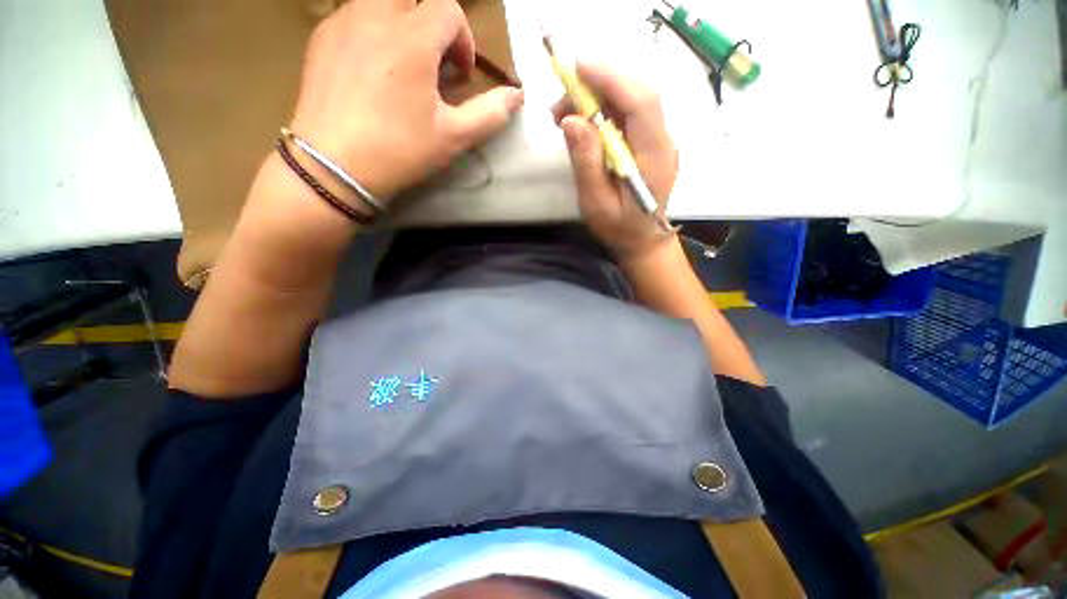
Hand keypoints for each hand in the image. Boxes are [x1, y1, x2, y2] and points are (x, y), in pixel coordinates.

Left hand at [289, 0, 523, 202]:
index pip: (449, 10)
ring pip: (380, 1)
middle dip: (430, 20)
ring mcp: (343, 23)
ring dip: (401, 23)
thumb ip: (490, 113)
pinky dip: (372, 30)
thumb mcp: (453, 137)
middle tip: (432, 59)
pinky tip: (373, 68)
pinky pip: (353, 15)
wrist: (334, 166)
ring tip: (404, 64)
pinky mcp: (321, 38)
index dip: (463, 41)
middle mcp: (375, 15)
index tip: (461, 75)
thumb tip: (518, 96)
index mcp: (412, 37)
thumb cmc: (400, 150)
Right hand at [552, 63, 678, 258]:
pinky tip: (585, 123)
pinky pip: (630, 115)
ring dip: (598, 98)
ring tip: (565, 115)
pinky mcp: (651, 143)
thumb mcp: (596, 203)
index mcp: (653, 157)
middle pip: (637, 94)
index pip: (640, 102)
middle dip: (597, 87)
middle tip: (560, 104)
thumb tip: (571, 120)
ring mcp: (660, 140)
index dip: (610, 79)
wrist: (644, 242)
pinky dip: (605, 110)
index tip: (576, 70)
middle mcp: (663, 141)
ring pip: (632, 100)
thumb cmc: (619, 229)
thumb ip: (586, 163)